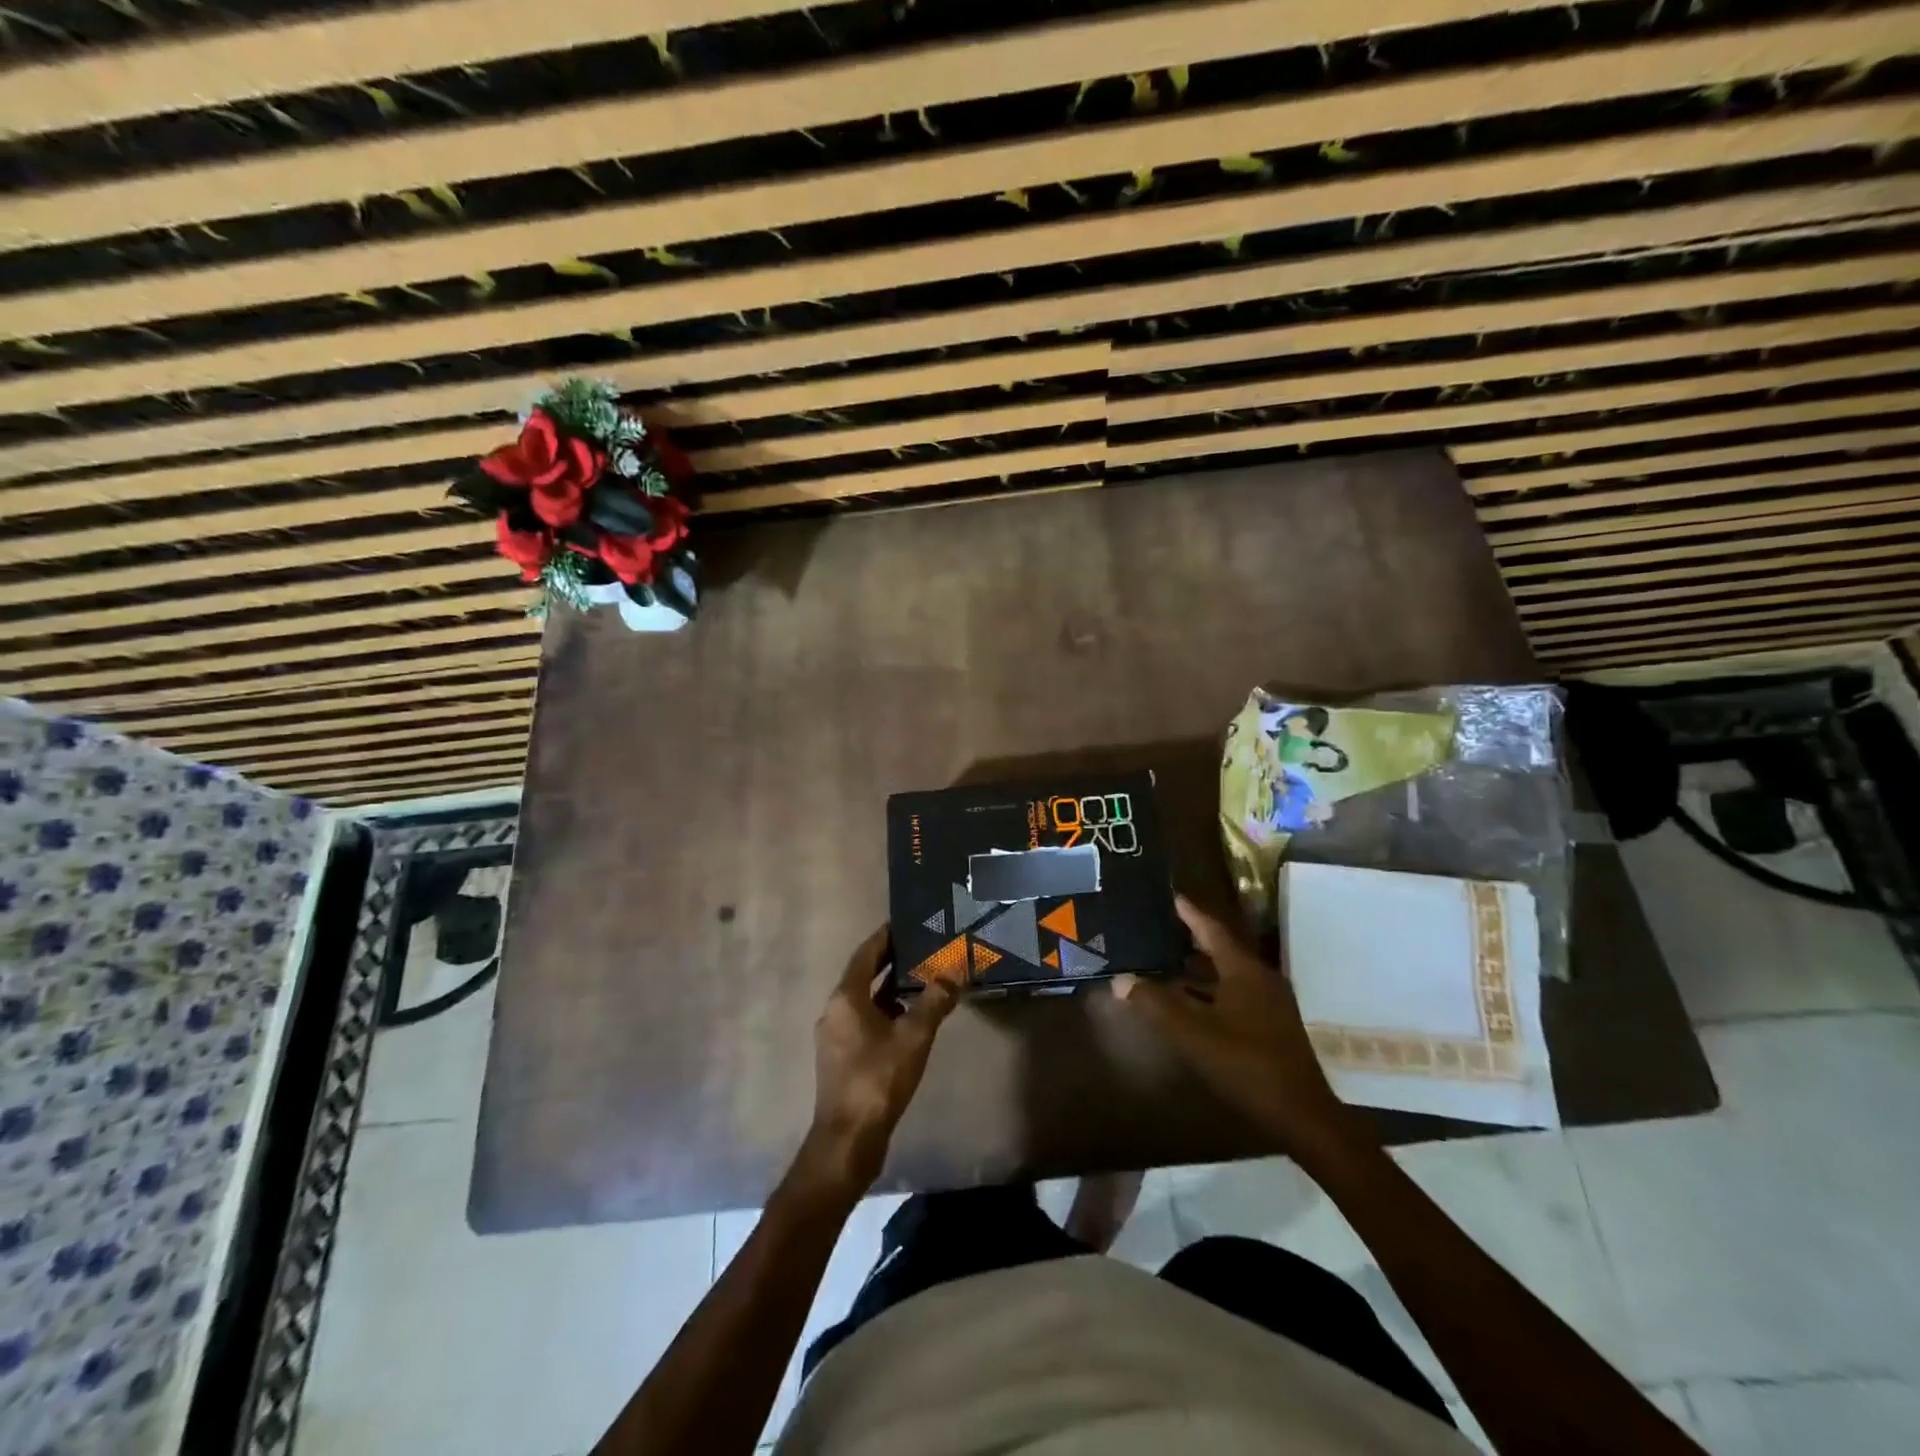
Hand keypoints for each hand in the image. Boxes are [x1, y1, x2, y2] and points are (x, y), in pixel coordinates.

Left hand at [806, 925, 958, 1190]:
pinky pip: (866, 1022)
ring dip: (891, 989)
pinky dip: (887, 1012)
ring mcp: (836, 1036)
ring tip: (924, 979)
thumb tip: (954, 973)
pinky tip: (911, 1018)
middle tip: (922, 947)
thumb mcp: (914, 1037)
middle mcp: (836, 1011)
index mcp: (846, 998)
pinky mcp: (843, 1058)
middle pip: (865, 975)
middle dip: (892, 961)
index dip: (886, 936)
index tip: (906, 922)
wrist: (849, 1139)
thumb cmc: (878, 1079)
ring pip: (866, 1001)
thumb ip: (934, 1002)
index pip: (866, 954)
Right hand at [1114, 896, 1353, 1159]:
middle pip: (1220, 949)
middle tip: (1159, 926)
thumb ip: (1156, 1005)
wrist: (1301, 1115)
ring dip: (1197, 968)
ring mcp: (1269, 1002)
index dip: (1189, 913)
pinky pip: (1233, 993)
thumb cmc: (1247, 1065)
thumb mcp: (1194, 1034)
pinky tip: (1188, 1000)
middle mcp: (1259, 978)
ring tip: (1165, 960)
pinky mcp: (1270, 1024)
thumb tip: (1121, 981)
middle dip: (1190, 938)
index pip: (1212, 929)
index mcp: (1244, 971)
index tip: (1170, 896)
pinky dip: (1209, 990)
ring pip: (1227, 974)